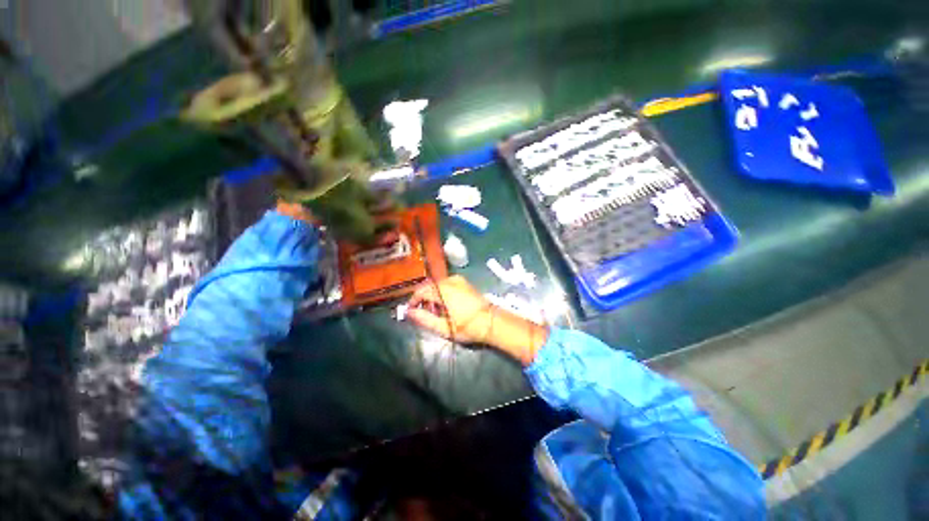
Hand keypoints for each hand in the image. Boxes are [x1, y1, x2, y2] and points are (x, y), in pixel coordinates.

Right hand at [405, 276, 548, 364]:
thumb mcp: (444, 327)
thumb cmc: (468, 326)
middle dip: (423, 298)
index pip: (421, 291)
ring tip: (435, 312)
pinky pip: (446, 284)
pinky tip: (446, 305)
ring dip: (432, 296)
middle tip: (423, 313)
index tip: (410, 311)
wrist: (492, 321)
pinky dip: (441, 292)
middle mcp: (450, 281)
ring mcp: (458, 280)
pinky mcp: (464, 282)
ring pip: (437, 285)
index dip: (413, 300)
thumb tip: (408, 313)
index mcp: (444, 290)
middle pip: (429, 286)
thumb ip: (425, 319)